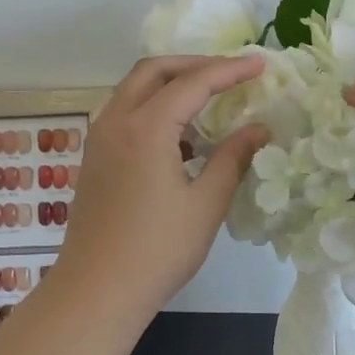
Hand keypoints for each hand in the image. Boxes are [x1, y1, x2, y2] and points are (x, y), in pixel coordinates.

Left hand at [53, 55, 269, 316]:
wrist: (96, 290)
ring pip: (134, 88)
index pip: (193, 82)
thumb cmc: (157, 250)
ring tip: (207, 95)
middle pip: (154, 70)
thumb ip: (233, 158)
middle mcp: (116, 121)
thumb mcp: (205, 204)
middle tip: (230, 72)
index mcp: (145, 128)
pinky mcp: (94, 156)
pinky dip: (153, 105)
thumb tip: (258, 129)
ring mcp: (99, 138)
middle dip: (194, 64)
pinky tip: (178, 132)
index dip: (229, 69)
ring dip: (170, 82)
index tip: (260, 63)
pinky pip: (124, 111)